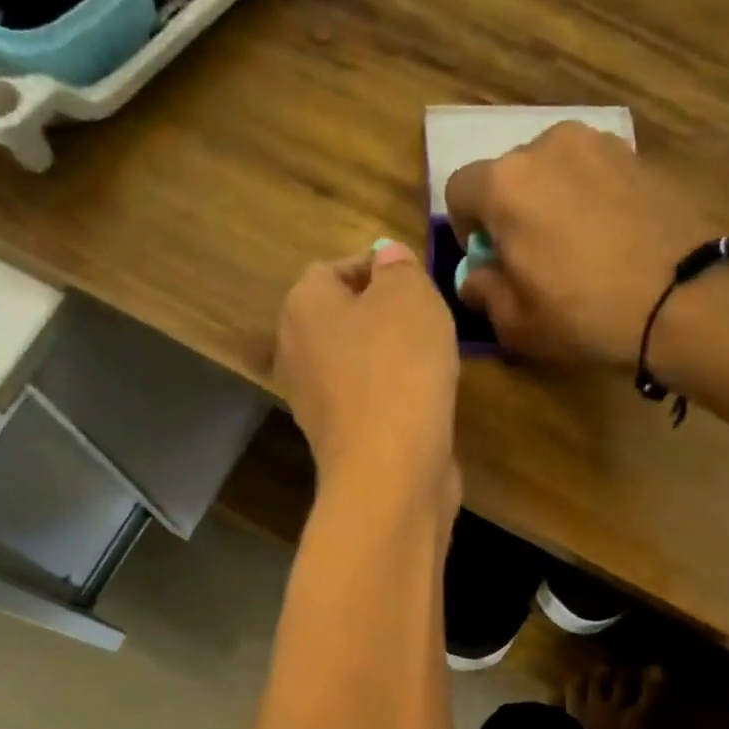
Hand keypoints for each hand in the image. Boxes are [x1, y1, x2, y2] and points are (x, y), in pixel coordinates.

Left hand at [275, 241, 460, 505]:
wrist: (390, 469)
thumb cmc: (397, 368)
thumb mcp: (409, 295)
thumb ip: (398, 267)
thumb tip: (387, 260)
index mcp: (302, 307)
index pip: (334, 268)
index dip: (378, 268)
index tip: (417, 282)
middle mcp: (296, 352)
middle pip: (344, 318)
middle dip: (385, 316)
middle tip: (428, 322)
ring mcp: (314, 402)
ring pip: (357, 363)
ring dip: (392, 359)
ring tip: (432, 362)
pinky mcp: (340, 440)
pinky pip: (369, 402)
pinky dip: (393, 397)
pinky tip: (423, 403)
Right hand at [445, 122, 715, 368]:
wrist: (683, 298)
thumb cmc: (584, 314)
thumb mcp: (515, 322)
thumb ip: (483, 291)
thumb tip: (477, 276)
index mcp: (505, 183)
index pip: (459, 191)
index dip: (467, 231)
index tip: (490, 263)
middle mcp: (547, 145)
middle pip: (508, 175)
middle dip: (510, 212)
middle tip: (532, 258)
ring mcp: (598, 143)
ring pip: (553, 170)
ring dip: (550, 201)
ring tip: (575, 248)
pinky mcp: (638, 154)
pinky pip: (592, 174)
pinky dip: (589, 198)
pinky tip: (609, 238)